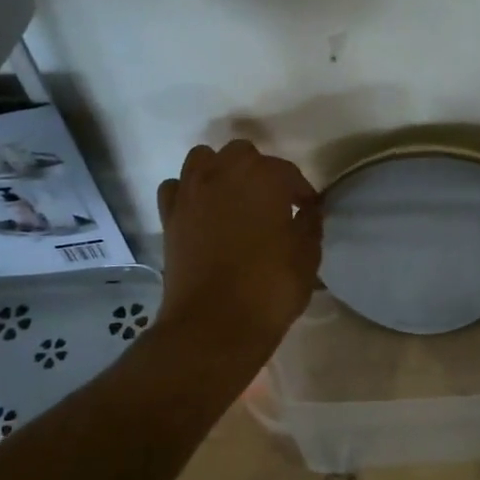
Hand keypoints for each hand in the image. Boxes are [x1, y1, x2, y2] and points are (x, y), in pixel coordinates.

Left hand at [156, 140, 321, 352]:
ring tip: (233, 198)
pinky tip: (201, 212)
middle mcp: (224, 172)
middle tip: (271, 202)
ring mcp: (191, 192)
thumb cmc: (269, 288)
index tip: (307, 210)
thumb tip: (308, 209)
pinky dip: (188, 192)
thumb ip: (310, 223)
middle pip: (243, 154)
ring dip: (220, 171)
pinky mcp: (169, 216)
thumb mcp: (307, 256)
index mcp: (264, 177)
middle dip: (259, 172)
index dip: (301, 192)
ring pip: (203, 159)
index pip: (288, 173)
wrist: (214, 325)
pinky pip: (176, 188)